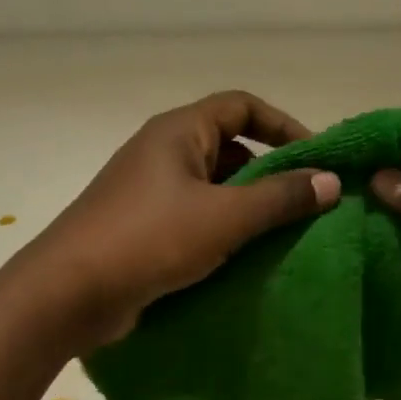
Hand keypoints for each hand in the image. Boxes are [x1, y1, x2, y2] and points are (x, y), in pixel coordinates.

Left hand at [27, 91, 340, 345]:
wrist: (71, 293)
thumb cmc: (149, 240)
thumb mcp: (224, 216)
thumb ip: (279, 198)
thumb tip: (330, 181)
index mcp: (178, 132)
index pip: (241, 106)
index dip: (283, 125)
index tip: (317, 158)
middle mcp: (162, 155)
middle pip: (228, 149)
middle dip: (269, 173)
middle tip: (305, 205)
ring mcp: (149, 195)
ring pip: (212, 191)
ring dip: (247, 209)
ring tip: (284, 236)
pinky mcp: (143, 232)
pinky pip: (194, 222)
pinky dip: (222, 234)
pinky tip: (245, 261)